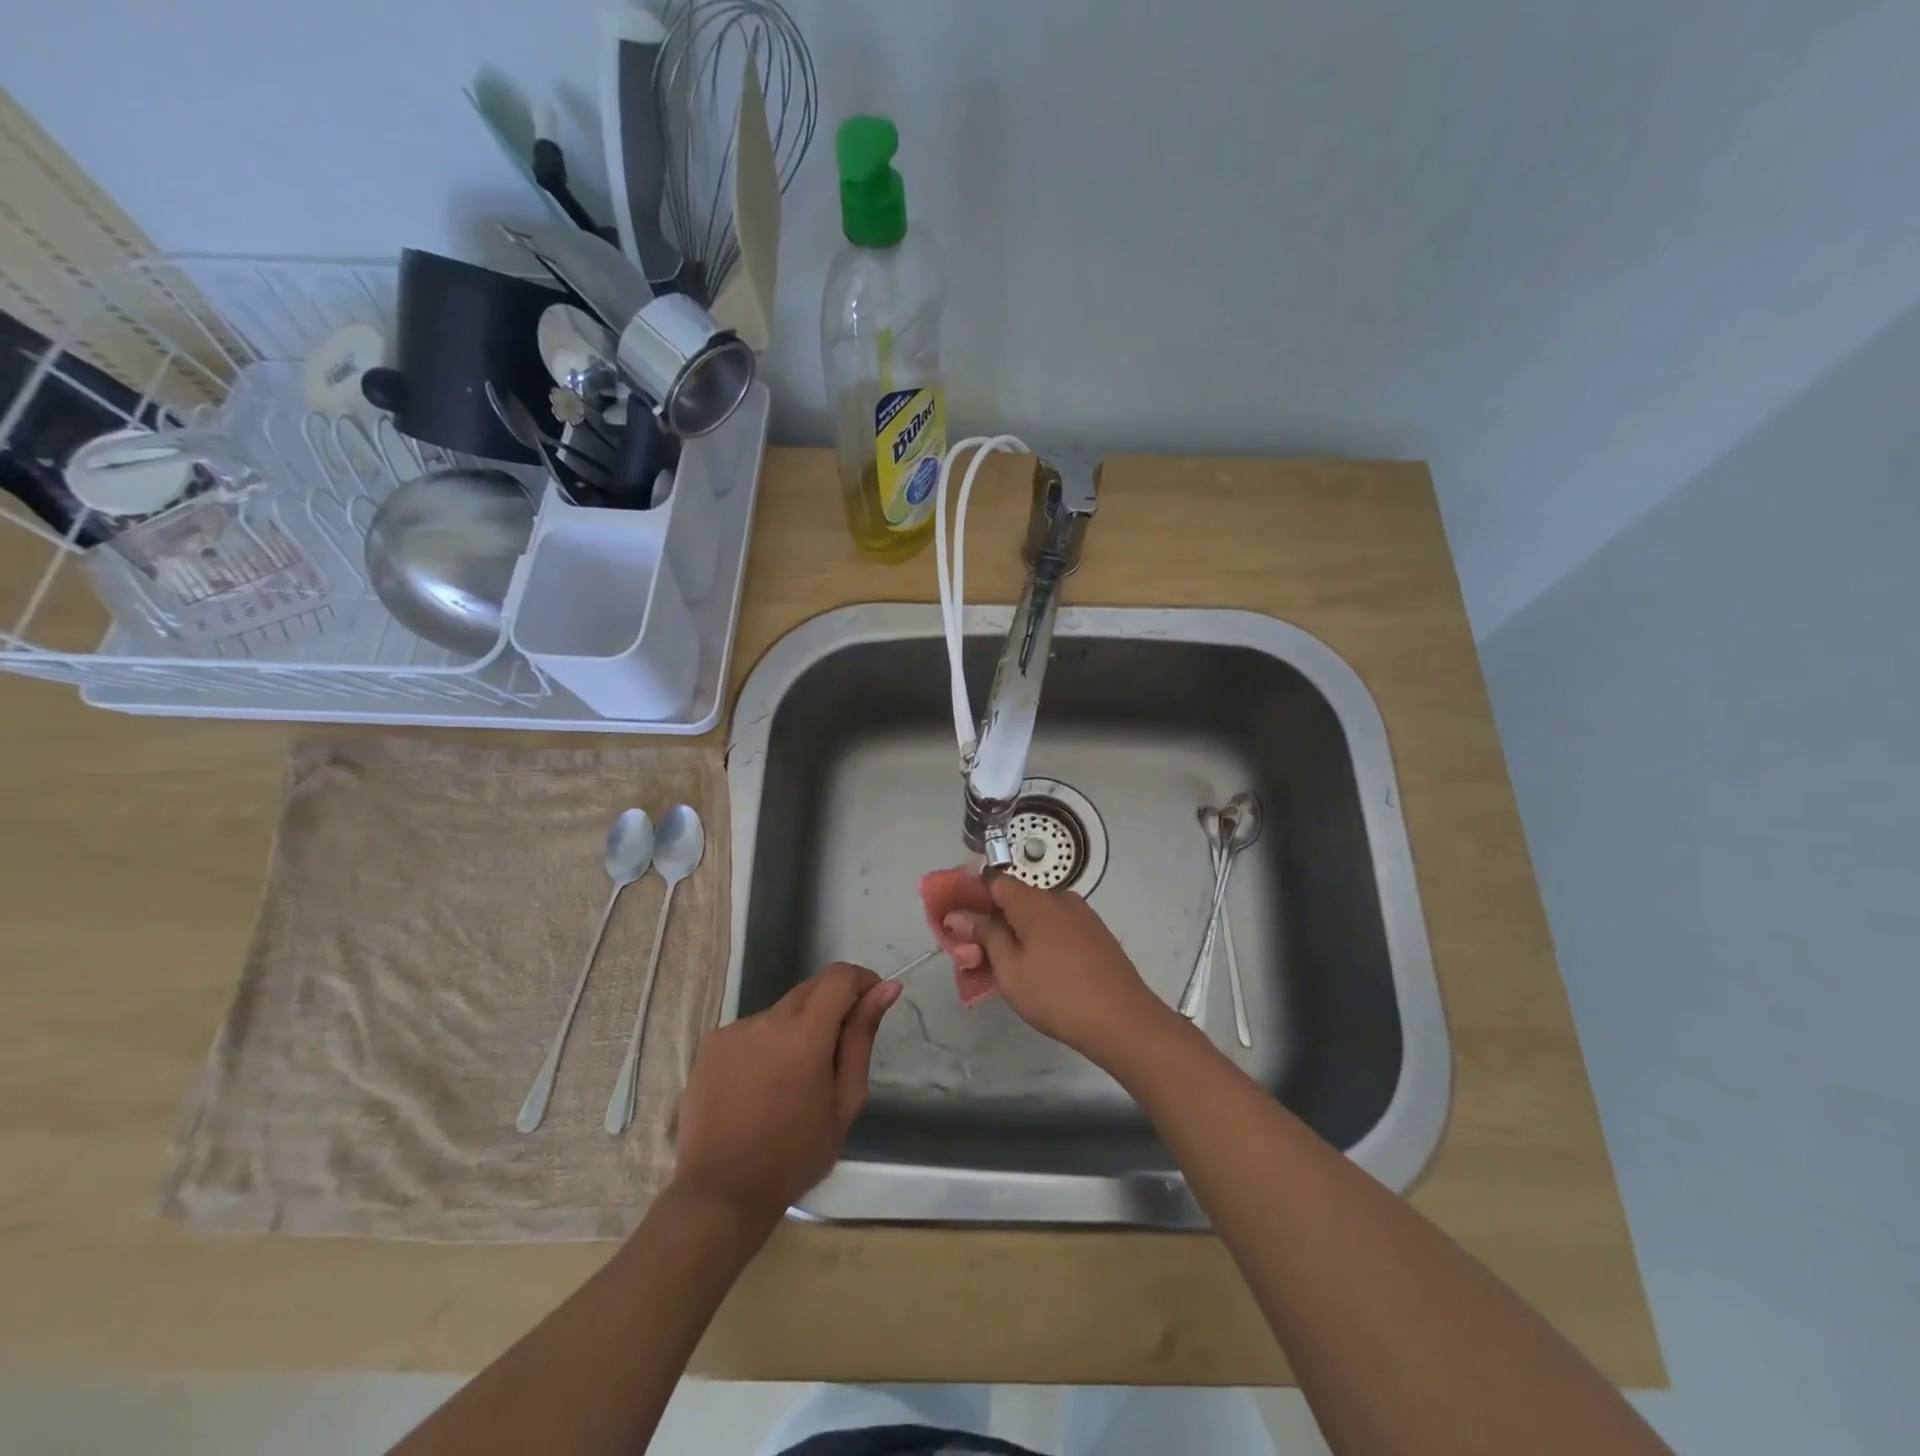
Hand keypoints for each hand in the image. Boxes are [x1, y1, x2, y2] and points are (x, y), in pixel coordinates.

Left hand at [672, 963, 900, 1224]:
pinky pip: (752, 1030)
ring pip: (781, 1011)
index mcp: (804, 1035)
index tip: (871, 1003)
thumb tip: (886, 988)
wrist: (720, 1195)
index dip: (862, 981)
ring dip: (797, 1029)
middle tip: (836, 1052)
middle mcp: (767, 1020)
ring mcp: (734, 1029)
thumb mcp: (844, 1101)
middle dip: (832, 1005)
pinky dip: (766, 1045)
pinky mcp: (711, 1044)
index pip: (840, 977)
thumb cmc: (795, 1155)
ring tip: (792, 1082)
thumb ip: (862, 1037)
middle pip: (811, 988)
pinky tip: (760, 1086)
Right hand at [941, 875, 1172, 1063]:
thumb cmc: (1057, 994)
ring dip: (1017, 933)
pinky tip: (1039, 970)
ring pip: (1038, 916)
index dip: (971, 896)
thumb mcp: (1010, 968)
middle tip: (976, 954)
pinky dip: (1041, 940)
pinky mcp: (1097, 935)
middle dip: (992, 920)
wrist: (1123, 1020)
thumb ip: (984, 935)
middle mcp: (1060, 898)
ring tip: (1007, 968)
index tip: (956, 921)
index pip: (993, 881)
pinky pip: (1058, 928)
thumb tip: (958, 914)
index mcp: (1034, 901)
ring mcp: (1083, 916)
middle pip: (1016, 899)